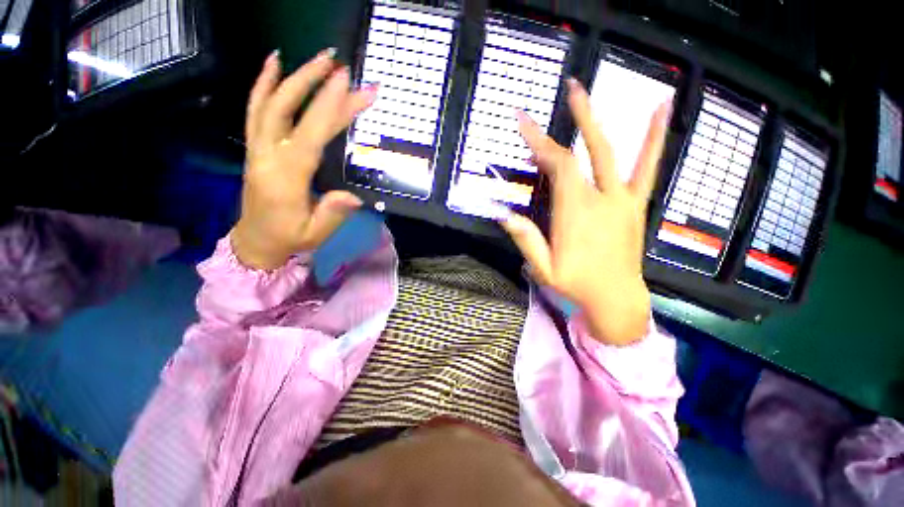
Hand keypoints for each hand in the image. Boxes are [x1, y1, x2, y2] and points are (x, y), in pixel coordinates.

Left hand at [231, 49, 378, 269]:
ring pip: (269, 103)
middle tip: (341, 65)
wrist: (255, 241)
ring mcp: (257, 148)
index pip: (310, 136)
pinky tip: (275, 63)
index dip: (329, 108)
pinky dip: (264, 83)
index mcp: (286, 178)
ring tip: (317, 57)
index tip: (349, 84)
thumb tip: (354, 197)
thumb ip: (333, 214)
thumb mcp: (315, 233)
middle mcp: (267, 156)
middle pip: (289, 111)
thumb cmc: (290, 238)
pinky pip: (255, 109)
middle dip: (316, 85)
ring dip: (293, 77)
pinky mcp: (255, 146)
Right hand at [502, 78, 670, 345]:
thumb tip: (502, 214)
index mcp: (574, 214)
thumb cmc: (577, 285)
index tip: (524, 123)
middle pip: (579, 155)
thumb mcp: (543, 269)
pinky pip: (647, 168)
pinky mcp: (635, 205)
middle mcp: (599, 200)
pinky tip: (660, 110)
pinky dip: (654, 138)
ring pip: (610, 153)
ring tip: (591, 92)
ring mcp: (621, 200)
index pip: (556, 167)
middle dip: (567, 122)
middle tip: (565, 90)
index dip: (540, 143)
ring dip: (598, 121)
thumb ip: (526, 240)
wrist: (617, 299)